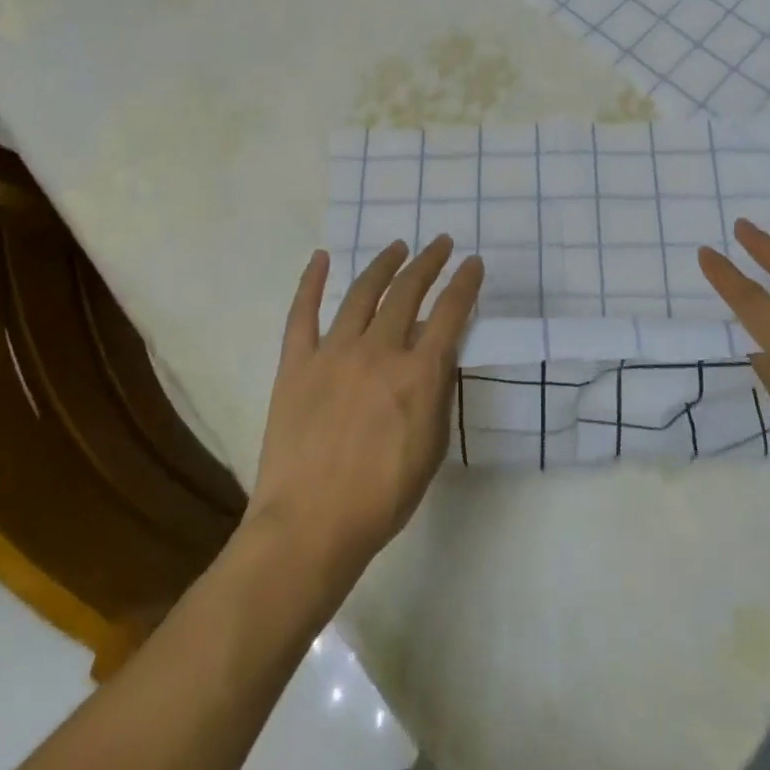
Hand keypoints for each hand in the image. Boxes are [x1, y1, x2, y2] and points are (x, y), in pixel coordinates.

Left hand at [247, 237, 483, 586]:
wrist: (310, 525)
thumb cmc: (382, 497)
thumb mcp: (431, 448)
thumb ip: (438, 394)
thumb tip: (440, 355)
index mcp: (417, 374)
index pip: (450, 313)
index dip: (465, 284)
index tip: (472, 263)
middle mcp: (378, 351)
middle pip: (408, 292)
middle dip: (429, 263)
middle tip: (440, 244)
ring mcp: (333, 353)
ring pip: (362, 293)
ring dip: (383, 265)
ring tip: (397, 246)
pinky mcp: (296, 363)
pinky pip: (302, 313)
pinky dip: (312, 282)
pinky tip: (323, 257)